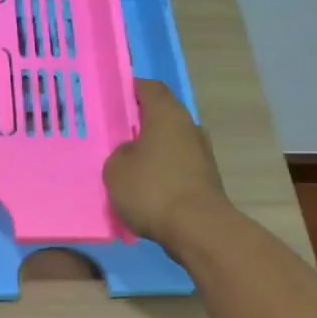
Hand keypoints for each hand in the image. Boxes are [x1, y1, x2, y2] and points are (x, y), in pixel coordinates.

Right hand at [102, 80, 231, 251]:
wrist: (198, 229)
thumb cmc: (152, 189)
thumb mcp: (116, 169)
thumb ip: (119, 153)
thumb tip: (131, 152)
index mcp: (167, 114)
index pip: (149, 88)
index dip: (130, 89)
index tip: (111, 99)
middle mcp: (189, 127)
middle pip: (160, 116)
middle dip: (138, 124)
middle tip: (113, 137)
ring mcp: (201, 154)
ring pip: (169, 143)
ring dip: (150, 151)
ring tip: (125, 167)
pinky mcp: (205, 179)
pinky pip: (176, 167)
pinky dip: (161, 173)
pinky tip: (143, 189)